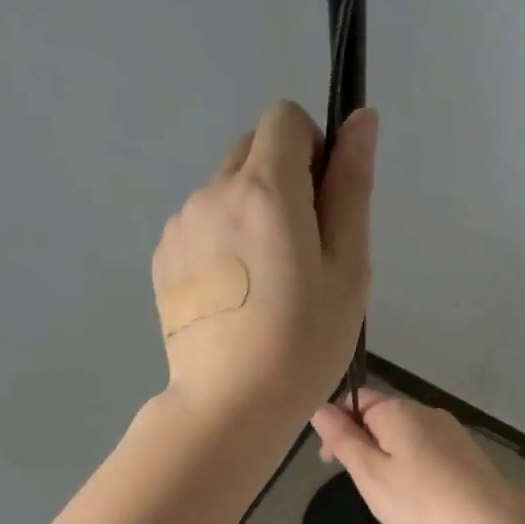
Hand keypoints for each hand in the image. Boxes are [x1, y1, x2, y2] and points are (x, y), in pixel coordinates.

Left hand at [154, 102, 374, 430]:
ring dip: (251, 211)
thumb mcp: (348, 265)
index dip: (312, 148)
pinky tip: (236, 294)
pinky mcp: (162, 255)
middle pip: (252, 149)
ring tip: (267, 281)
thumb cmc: (305, 340)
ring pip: (225, 188)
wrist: (231, 404)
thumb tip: (362, 119)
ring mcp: (180, 224)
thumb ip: (352, 186)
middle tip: (302, 250)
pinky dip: (223, 239)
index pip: (284, 118)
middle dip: (283, 179)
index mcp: (264, 188)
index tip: (323, 203)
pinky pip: (201, 222)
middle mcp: (213, 191)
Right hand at [309, 390, 524, 523]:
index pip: (355, 400)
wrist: (491, 523)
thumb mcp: (370, 474)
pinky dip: (413, 464)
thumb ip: (343, 439)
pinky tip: (418, 494)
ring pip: (405, 434)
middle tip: (359, 483)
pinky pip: (427, 448)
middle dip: (363, 442)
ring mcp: (450, 430)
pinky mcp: (466, 451)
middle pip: (381, 416)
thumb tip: (319, 408)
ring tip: (388, 493)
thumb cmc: (420, 501)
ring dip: (388, 455)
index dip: (336, 425)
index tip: (329, 461)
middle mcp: (425, 411)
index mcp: (397, 410)